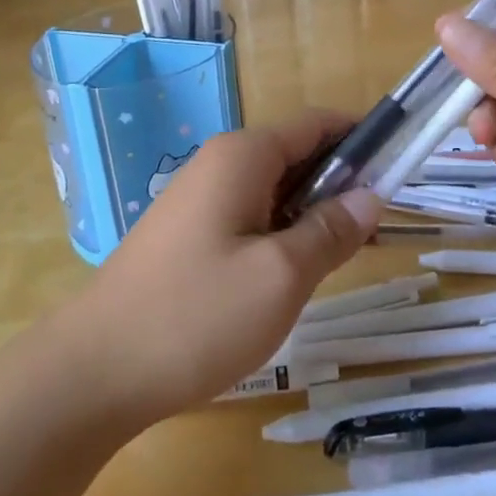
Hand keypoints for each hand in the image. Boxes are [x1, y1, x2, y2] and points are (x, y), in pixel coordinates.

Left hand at [57, 111, 381, 425]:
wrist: (94, 371)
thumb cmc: (196, 316)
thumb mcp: (281, 276)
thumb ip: (331, 231)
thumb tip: (370, 196)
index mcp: (244, 155)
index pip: (316, 124)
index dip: (361, 138)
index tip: (400, 168)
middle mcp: (220, 163)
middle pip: (296, 154)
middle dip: (340, 183)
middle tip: (378, 229)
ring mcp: (199, 198)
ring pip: (274, 190)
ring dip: (312, 213)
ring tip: (345, 255)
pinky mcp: (188, 233)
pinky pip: (249, 215)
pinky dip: (281, 232)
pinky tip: (294, 273)